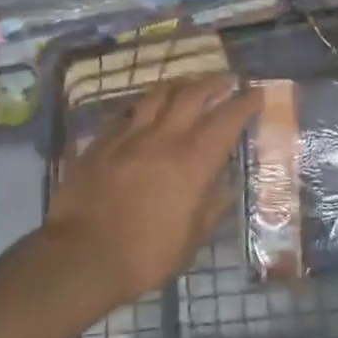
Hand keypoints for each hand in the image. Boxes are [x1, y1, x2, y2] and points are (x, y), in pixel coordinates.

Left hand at [42, 78, 260, 310]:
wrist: (81, 257)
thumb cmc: (145, 255)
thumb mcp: (191, 239)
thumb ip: (211, 207)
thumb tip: (224, 186)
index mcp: (192, 161)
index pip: (226, 120)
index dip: (244, 103)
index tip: (256, 93)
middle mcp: (164, 138)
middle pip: (192, 94)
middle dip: (214, 83)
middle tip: (227, 80)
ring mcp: (129, 135)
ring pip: (158, 94)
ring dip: (179, 86)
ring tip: (188, 86)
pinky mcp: (101, 141)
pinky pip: (127, 113)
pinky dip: (143, 107)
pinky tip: (144, 111)